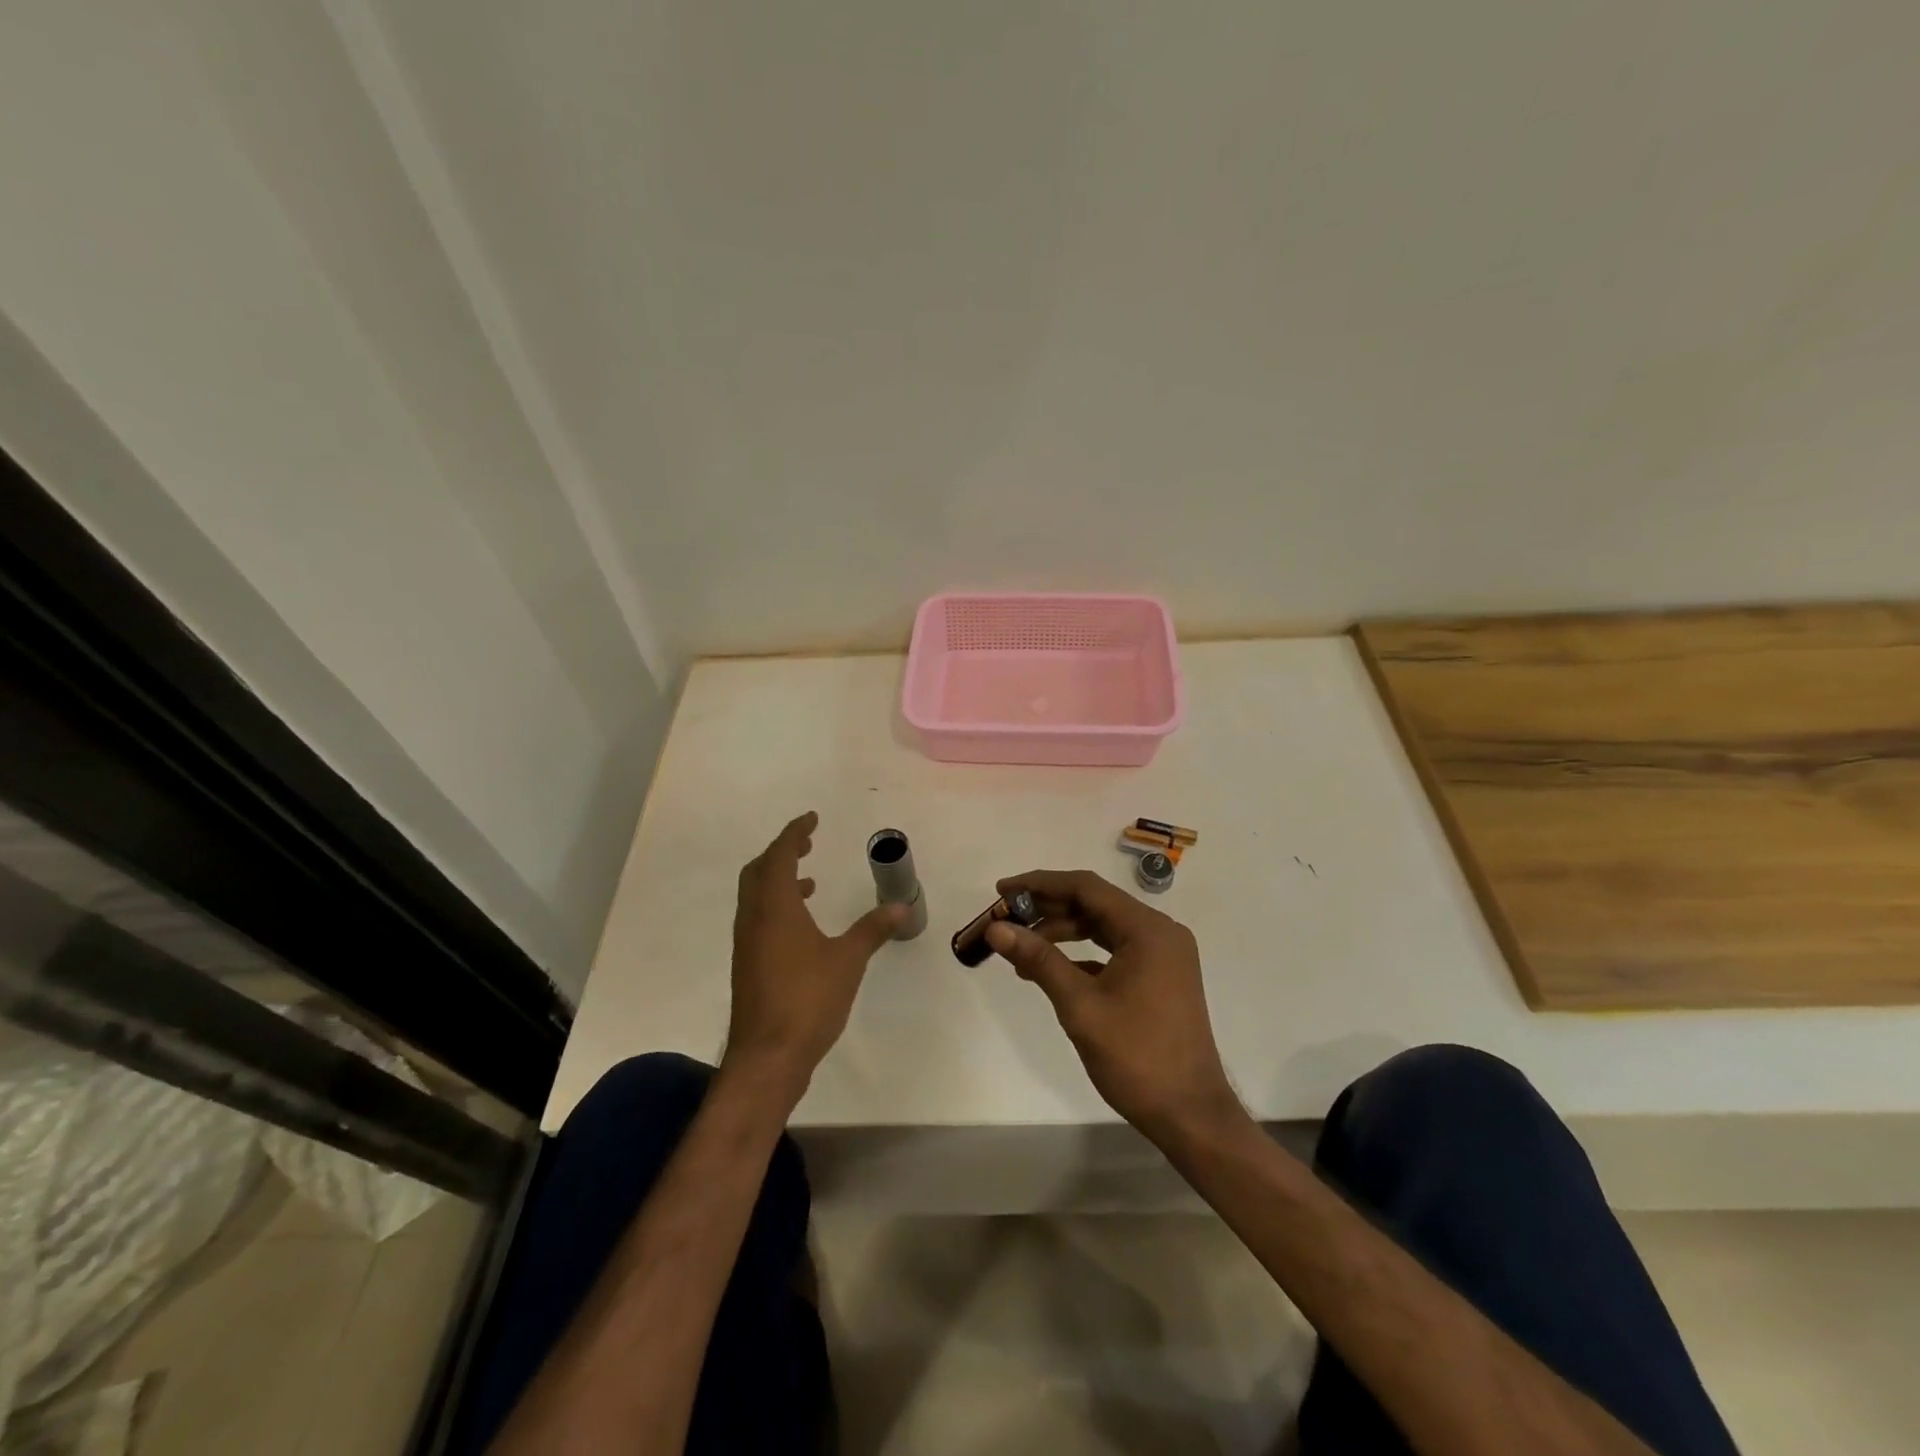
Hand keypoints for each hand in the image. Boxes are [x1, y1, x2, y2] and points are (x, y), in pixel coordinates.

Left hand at [724, 812, 903, 1100]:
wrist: (767, 1056)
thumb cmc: (808, 1000)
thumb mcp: (848, 960)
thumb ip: (872, 929)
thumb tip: (901, 907)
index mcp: (775, 907)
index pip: (780, 855)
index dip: (795, 833)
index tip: (812, 818)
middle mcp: (754, 918)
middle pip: (759, 870)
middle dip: (781, 852)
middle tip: (807, 843)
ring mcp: (746, 943)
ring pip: (755, 895)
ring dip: (778, 879)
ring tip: (810, 881)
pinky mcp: (748, 964)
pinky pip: (758, 917)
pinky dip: (777, 905)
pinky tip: (802, 925)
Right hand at [985, 869, 1242, 1145]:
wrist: (1190, 1115)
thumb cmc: (1136, 1057)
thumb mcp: (1080, 1005)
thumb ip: (1039, 959)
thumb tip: (996, 929)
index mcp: (1148, 929)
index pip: (1085, 887)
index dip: (1039, 884)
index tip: (1002, 890)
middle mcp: (1160, 932)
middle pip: (1095, 904)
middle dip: (1047, 909)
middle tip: (1005, 918)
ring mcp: (1163, 955)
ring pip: (1103, 927)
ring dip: (1062, 932)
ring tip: (1020, 947)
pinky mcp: (1161, 977)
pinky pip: (1114, 950)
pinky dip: (1082, 954)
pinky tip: (1050, 969)